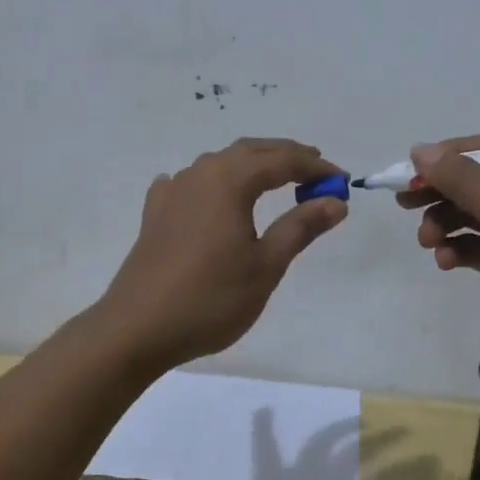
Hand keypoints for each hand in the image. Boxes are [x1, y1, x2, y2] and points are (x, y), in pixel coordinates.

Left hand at [97, 138, 347, 369]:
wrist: (137, 328)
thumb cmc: (210, 298)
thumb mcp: (266, 265)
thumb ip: (301, 227)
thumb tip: (335, 201)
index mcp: (229, 180)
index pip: (282, 160)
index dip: (315, 168)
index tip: (342, 181)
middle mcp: (200, 173)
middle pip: (250, 151)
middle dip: (286, 157)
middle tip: (316, 171)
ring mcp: (173, 190)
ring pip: (220, 164)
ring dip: (252, 166)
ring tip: (276, 182)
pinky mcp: (156, 212)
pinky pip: (193, 183)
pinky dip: (216, 183)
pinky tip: (214, 198)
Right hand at [400, 133, 479, 384]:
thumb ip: (465, 181)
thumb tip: (420, 150)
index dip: (449, 157)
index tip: (410, 171)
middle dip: (443, 193)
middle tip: (405, 204)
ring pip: (477, 215)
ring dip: (447, 224)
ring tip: (427, 241)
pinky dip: (460, 249)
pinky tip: (444, 261)